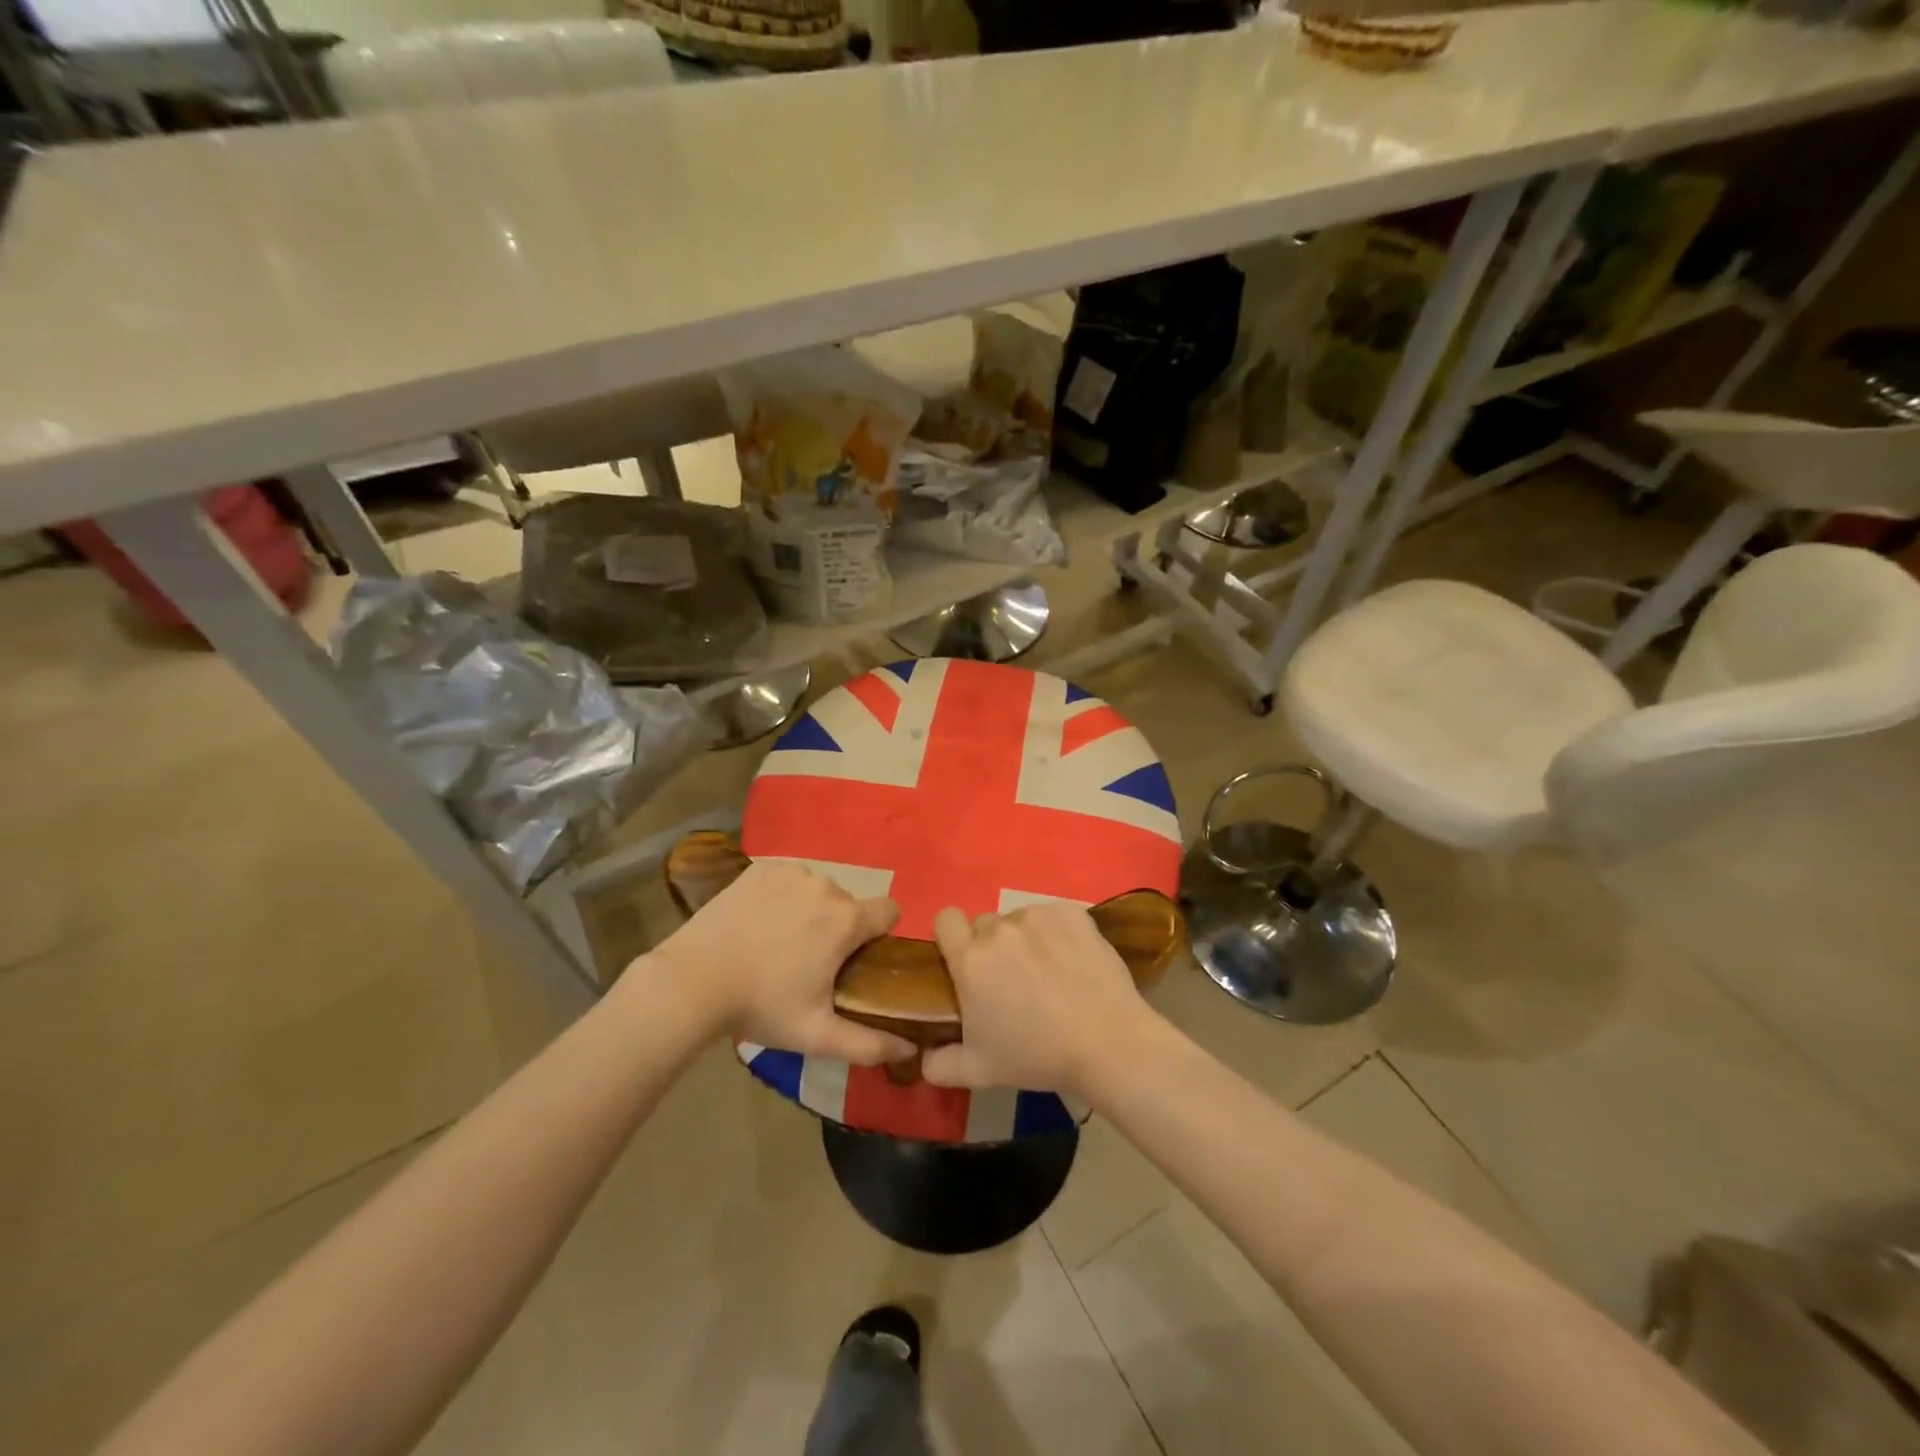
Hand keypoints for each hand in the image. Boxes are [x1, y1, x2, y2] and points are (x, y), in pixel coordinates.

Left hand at [645, 860, 913, 1064]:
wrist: (693, 979)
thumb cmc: (762, 1005)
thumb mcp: (817, 1034)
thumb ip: (869, 1044)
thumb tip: (910, 1050)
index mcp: (847, 919)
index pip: (889, 911)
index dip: (880, 934)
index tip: (857, 958)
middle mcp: (826, 885)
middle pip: (849, 903)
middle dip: (839, 927)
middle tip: (809, 961)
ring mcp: (791, 872)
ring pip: (818, 889)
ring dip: (811, 910)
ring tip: (779, 942)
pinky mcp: (761, 867)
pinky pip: (788, 878)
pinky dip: (782, 896)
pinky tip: (760, 922)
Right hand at [922, 902, 1159, 1098]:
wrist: (1107, 1042)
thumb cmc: (1037, 1056)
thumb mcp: (979, 1071)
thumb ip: (940, 1064)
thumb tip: (922, 1060)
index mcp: (970, 959)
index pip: (945, 920)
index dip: (951, 936)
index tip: (964, 960)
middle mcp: (999, 929)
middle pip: (985, 924)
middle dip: (992, 946)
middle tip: (1013, 980)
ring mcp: (1037, 915)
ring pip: (1020, 919)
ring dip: (1026, 939)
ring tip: (1050, 973)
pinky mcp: (1071, 912)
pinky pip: (1054, 916)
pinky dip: (1058, 932)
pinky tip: (1073, 961)